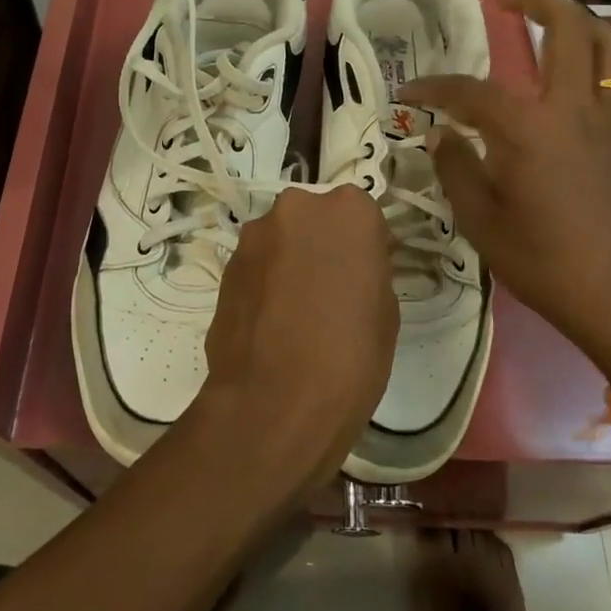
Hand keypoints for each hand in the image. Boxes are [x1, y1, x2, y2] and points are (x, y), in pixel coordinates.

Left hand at [193, 184, 397, 497]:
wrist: (275, 403)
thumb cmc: (351, 355)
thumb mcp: (385, 310)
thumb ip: (368, 270)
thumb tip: (351, 267)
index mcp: (348, 210)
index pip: (362, 216)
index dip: (363, 248)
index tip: (364, 277)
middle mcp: (297, 207)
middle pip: (314, 220)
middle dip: (321, 246)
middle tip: (330, 292)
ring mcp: (254, 235)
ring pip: (281, 242)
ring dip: (289, 263)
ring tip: (297, 315)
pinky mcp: (225, 267)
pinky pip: (256, 267)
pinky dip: (265, 285)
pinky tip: (272, 326)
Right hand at [400, 0, 610, 381]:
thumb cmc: (542, 261)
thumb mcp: (479, 221)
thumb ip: (456, 169)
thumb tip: (441, 135)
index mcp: (527, 127)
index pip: (470, 91)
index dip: (434, 87)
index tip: (409, 93)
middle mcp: (573, 110)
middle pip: (567, 31)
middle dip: (537, 1)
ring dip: (588, 24)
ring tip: (562, 20)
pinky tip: (607, 82)